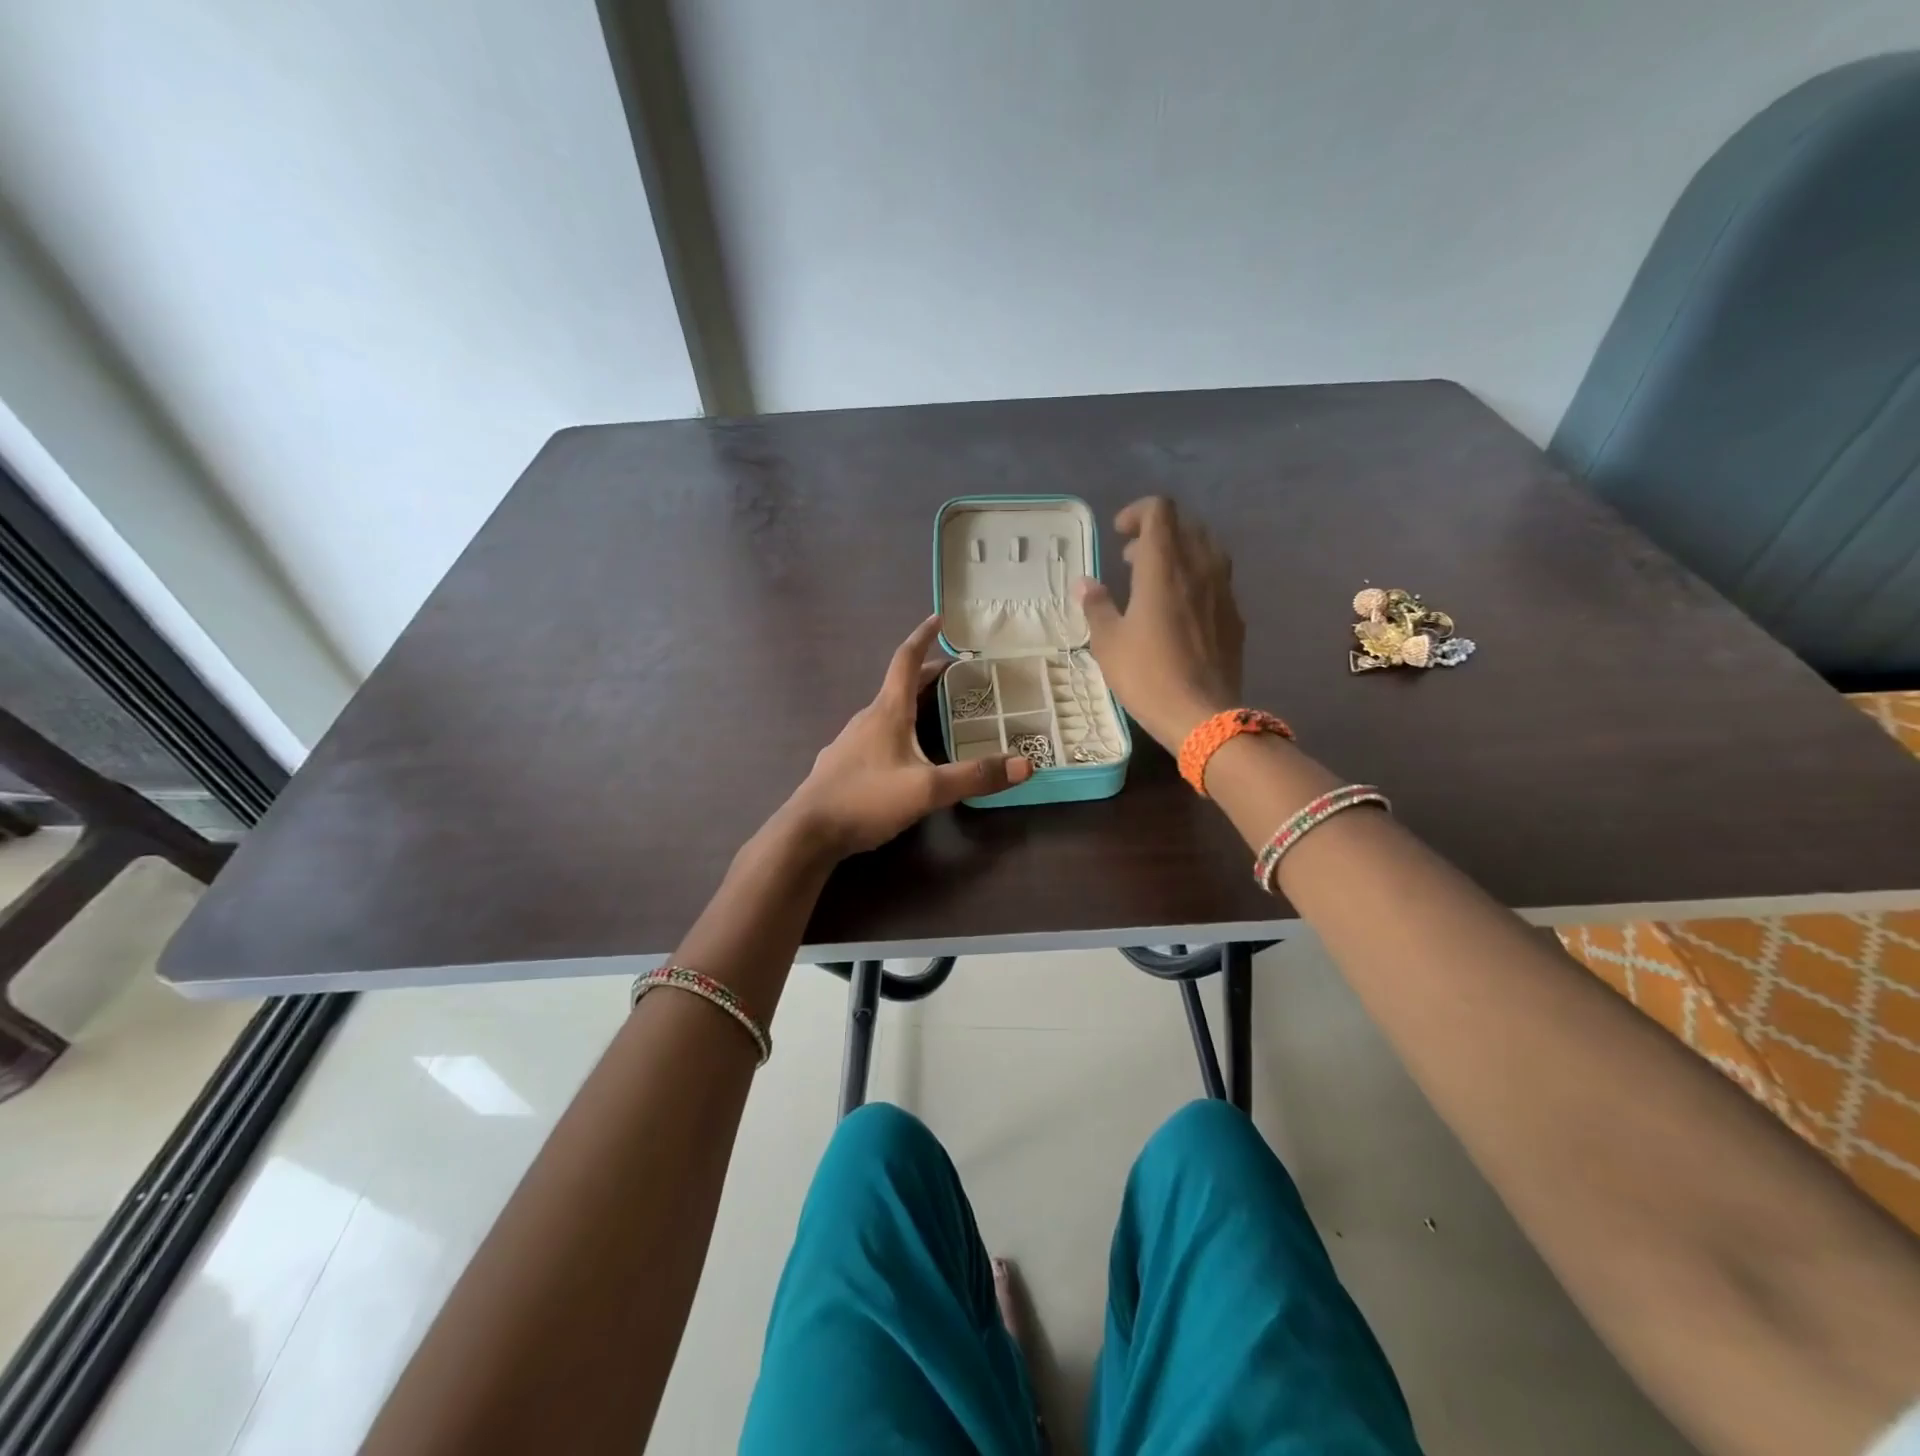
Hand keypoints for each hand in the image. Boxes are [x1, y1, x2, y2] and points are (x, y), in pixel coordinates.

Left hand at [782, 615, 1033, 857]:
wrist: (807, 832)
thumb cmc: (866, 799)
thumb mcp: (926, 789)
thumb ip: (974, 776)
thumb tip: (1024, 764)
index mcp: (887, 712)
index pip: (906, 660)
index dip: (923, 637)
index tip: (938, 619)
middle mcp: (867, 718)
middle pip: (900, 686)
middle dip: (929, 675)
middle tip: (958, 674)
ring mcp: (851, 742)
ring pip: (888, 712)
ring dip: (913, 703)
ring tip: (937, 712)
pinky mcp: (843, 765)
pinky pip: (877, 735)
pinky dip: (899, 729)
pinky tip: (905, 755)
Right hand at [1076, 497, 1243, 751]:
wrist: (1203, 715)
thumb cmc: (1147, 675)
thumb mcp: (1108, 643)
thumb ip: (1096, 606)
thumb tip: (1085, 583)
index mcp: (1164, 567)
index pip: (1160, 511)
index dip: (1138, 513)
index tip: (1119, 534)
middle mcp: (1199, 568)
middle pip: (1185, 526)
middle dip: (1156, 533)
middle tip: (1130, 560)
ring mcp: (1223, 590)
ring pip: (1206, 549)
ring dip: (1179, 554)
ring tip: (1156, 581)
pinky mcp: (1235, 615)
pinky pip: (1217, 579)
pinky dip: (1196, 579)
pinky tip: (1180, 610)